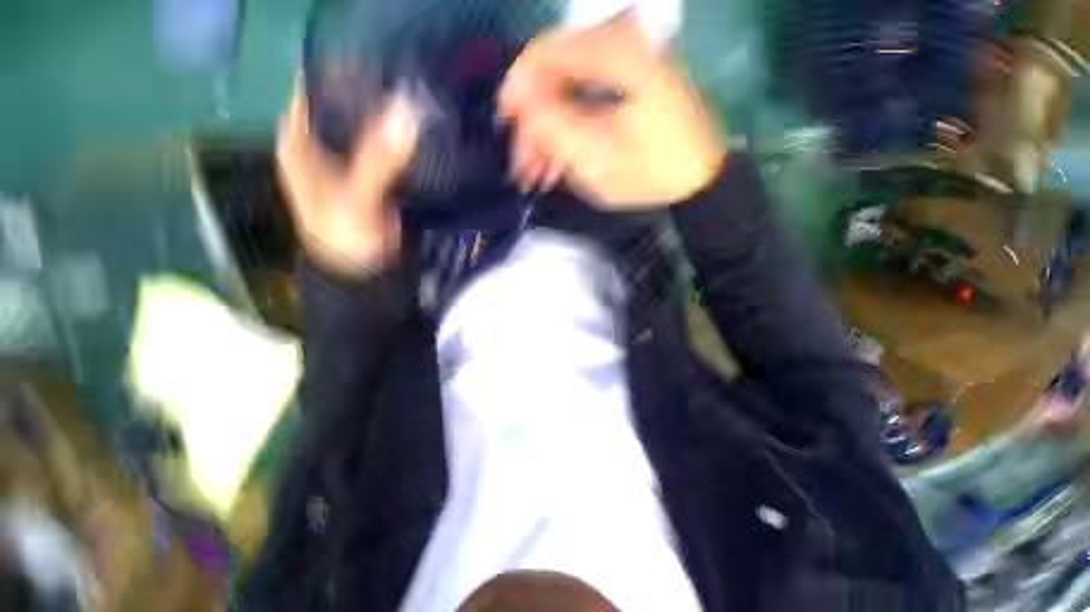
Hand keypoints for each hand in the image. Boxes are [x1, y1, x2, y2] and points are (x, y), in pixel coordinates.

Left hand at [277, 81, 418, 276]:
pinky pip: (383, 147)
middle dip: (370, 94)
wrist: (364, 270)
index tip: (377, 65)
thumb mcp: (357, 196)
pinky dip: (397, 139)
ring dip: (386, 116)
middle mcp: (319, 143)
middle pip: (342, 105)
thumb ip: (379, 158)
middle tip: (405, 83)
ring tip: (416, 100)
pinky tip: (416, 132)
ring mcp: (346, 158)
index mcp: (298, 142)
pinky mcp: (370, 173)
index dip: (341, 74)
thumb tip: (407, 112)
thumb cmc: (346, 235)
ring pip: (366, 126)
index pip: (314, 90)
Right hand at [498, 13, 724, 208]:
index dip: (518, 89)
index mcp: (617, 55)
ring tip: (538, 173)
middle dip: (533, 122)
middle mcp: (622, 46)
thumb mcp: (599, 159)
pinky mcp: (630, 83)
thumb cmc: (653, 174)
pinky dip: (568, 129)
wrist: (697, 180)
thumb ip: (555, 128)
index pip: (546, 54)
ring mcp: (628, 63)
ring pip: (568, 91)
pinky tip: (559, 161)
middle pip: (554, 74)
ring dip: (549, 133)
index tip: (505, 123)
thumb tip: (526, 108)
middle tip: (523, 164)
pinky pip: (585, 99)